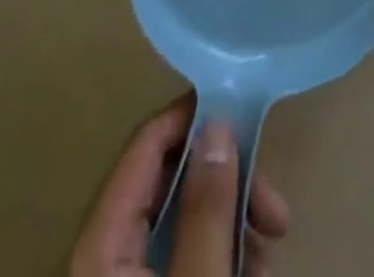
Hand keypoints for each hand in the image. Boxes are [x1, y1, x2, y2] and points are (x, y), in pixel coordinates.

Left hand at [69, 96, 290, 276]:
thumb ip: (206, 209)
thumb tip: (218, 122)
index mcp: (100, 241)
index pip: (148, 140)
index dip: (198, 115)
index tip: (250, 113)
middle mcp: (103, 250)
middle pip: (172, 179)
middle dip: (230, 185)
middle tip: (274, 212)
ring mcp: (120, 274)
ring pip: (183, 218)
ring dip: (232, 222)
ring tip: (268, 251)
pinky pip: (179, 253)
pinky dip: (218, 251)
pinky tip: (250, 267)